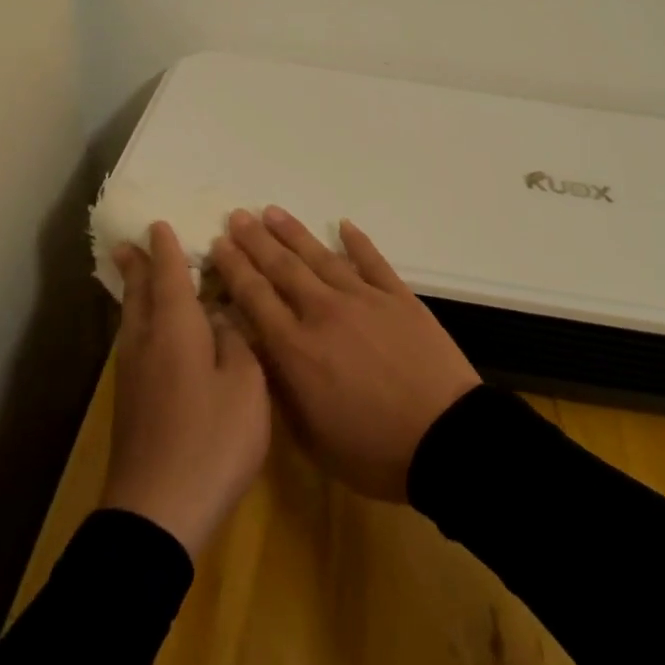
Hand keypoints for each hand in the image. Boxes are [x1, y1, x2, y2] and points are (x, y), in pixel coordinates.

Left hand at [100, 222, 271, 556]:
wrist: (158, 511)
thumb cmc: (211, 439)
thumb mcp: (246, 384)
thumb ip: (236, 341)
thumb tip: (220, 318)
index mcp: (175, 329)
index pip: (169, 275)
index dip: (167, 249)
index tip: (159, 224)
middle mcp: (147, 342)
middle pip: (139, 293)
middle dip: (136, 266)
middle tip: (126, 244)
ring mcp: (134, 374)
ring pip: (131, 318)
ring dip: (134, 291)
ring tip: (136, 276)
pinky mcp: (131, 402)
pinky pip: (133, 340)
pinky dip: (139, 320)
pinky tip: (150, 332)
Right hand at [211, 207, 480, 501]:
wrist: (445, 439)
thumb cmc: (373, 452)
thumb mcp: (311, 438)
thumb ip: (281, 391)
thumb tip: (261, 353)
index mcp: (297, 350)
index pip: (255, 298)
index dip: (234, 269)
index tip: (218, 245)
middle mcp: (324, 313)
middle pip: (282, 268)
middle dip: (255, 241)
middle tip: (236, 217)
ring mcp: (364, 299)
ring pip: (321, 257)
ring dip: (293, 233)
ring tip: (272, 212)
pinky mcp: (399, 297)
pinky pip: (373, 261)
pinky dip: (357, 241)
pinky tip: (343, 224)